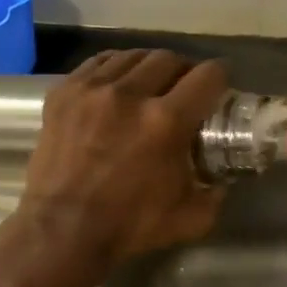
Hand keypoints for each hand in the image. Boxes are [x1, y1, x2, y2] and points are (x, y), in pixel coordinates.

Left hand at [17, 49, 227, 268]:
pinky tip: (117, 85)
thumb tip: (223, 178)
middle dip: (183, 70)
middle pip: (169, 58)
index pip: (207, 75)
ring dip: (148, 67)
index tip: (219, 88)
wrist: (62, 231)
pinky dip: (114, 69)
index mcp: (166, 121)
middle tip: (183, 89)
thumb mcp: (190, 217)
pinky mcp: (63, 92)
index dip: (220, 78)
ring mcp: (92, 89)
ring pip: (132, 56)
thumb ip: (215, 192)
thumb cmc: (129, 226)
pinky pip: (97, 63)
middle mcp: (130, 94)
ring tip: (149, 85)